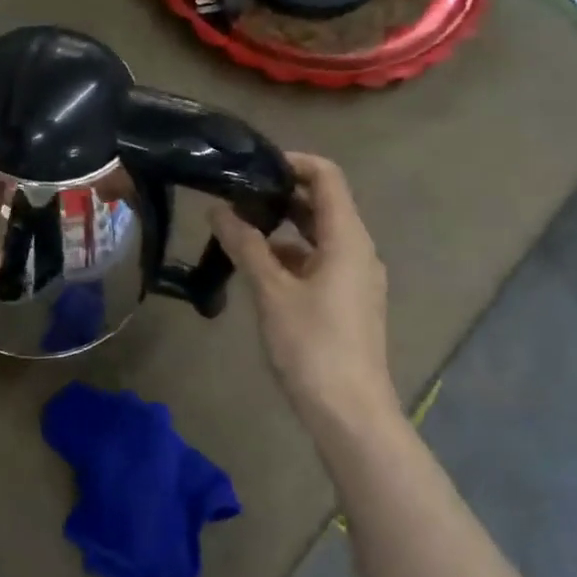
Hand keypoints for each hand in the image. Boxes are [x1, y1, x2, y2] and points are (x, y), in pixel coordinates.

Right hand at [211, 153, 403, 446]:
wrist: (349, 413)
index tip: (252, 165)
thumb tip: (218, 210)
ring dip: (281, 228)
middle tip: (235, 195)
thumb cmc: (312, 346)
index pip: (327, 178)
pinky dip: (289, 257)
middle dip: (280, 196)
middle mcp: (358, 251)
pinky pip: (318, 263)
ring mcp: (355, 279)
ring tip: (238, 229)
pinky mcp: (346, 302)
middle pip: (323, 206)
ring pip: (318, 237)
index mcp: (348, 239)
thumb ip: (246, 246)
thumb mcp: (272, 292)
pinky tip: (256, 268)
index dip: (293, 163)